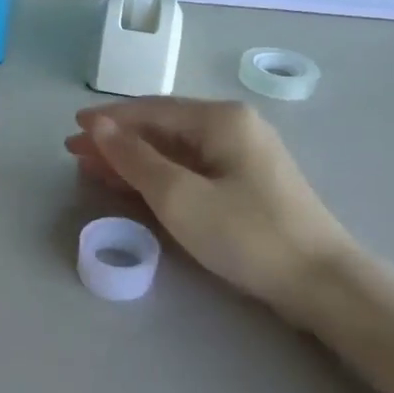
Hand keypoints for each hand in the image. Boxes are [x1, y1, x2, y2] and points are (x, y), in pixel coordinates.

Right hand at [65, 99, 352, 309]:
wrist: (320, 282)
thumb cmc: (246, 234)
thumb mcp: (179, 196)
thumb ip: (135, 158)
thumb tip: (99, 126)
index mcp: (220, 119)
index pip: (151, 110)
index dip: (109, 120)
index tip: (73, 128)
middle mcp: (233, 126)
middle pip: (162, 128)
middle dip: (117, 140)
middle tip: (76, 153)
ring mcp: (243, 155)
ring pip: (175, 150)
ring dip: (134, 159)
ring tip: (94, 169)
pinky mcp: (247, 183)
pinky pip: (191, 169)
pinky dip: (159, 175)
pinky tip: (134, 186)